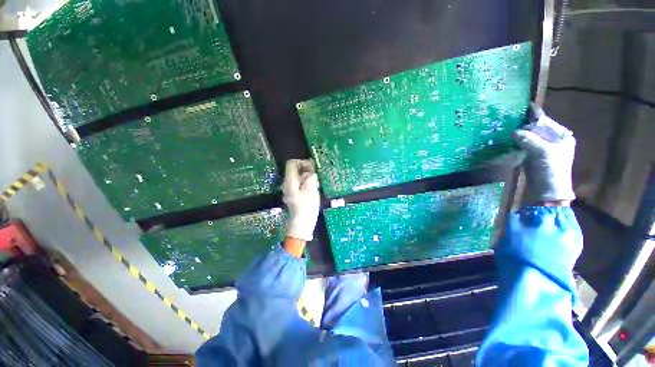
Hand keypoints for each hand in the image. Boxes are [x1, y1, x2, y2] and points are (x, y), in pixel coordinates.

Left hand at [282, 159, 320, 242]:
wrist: (302, 224)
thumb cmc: (307, 206)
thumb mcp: (311, 188)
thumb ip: (311, 176)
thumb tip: (311, 173)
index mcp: (289, 180)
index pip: (292, 163)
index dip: (302, 162)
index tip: (312, 169)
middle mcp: (287, 184)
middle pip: (296, 170)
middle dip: (307, 172)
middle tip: (316, 179)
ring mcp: (289, 190)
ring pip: (299, 178)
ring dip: (308, 179)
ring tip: (316, 186)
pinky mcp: (294, 196)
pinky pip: (300, 185)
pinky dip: (307, 185)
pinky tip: (313, 191)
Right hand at [513, 105, 575, 203]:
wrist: (547, 191)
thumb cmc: (551, 170)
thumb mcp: (542, 152)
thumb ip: (529, 139)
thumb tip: (513, 131)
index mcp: (561, 137)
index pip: (546, 122)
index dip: (535, 115)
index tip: (524, 106)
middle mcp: (553, 140)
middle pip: (536, 129)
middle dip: (524, 125)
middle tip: (511, 119)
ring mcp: (542, 148)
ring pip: (529, 137)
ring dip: (519, 134)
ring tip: (507, 127)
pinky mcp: (533, 156)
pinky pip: (524, 145)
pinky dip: (517, 142)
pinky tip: (509, 139)